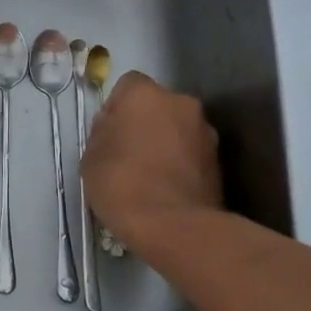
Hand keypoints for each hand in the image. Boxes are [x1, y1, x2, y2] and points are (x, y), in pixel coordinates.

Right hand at [81, 72, 221, 252]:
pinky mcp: (219, 160)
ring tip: (149, 175)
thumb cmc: (122, 184)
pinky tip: (166, 188)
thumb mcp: (90, 157)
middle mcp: (181, 103)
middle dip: (144, 123)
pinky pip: (192, 153)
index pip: (128, 85)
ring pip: (177, 129)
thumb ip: (103, 132)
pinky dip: (180, 163)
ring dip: (165, 142)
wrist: (174, 226)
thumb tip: (114, 128)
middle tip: (128, 153)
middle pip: (157, 105)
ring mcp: (206, 131)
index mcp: (145, 95)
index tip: (108, 134)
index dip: (116, 107)